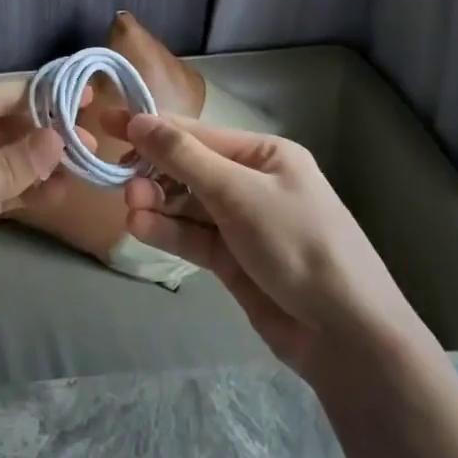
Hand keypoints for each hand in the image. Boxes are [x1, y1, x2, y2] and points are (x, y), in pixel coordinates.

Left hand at [0, 80, 69, 353]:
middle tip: (95, 140)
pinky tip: (62, 193)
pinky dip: (32, 192)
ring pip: (10, 162)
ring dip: (44, 163)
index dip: (38, 93)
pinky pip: (6, 194)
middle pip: (6, 128)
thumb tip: (59, 138)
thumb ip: (6, 165)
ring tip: (89, 166)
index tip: (84, 96)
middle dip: (47, 131)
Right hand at [119, 113, 425, 381]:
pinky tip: (140, 228)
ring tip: (130, 208)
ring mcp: (242, 223)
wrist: (348, 337)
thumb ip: (184, 158)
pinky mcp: (232, 260)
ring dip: (156, 203)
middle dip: (153, 171)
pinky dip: (167, 231)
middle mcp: (251, 182)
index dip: (151, 128)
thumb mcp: (239, 193)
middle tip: (118, 179)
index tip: (108, 123)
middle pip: (188, 168)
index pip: (196, 133)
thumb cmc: (298, 245)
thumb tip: (138, 120)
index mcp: (263, 154)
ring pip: (186, 204)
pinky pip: (192, 236)